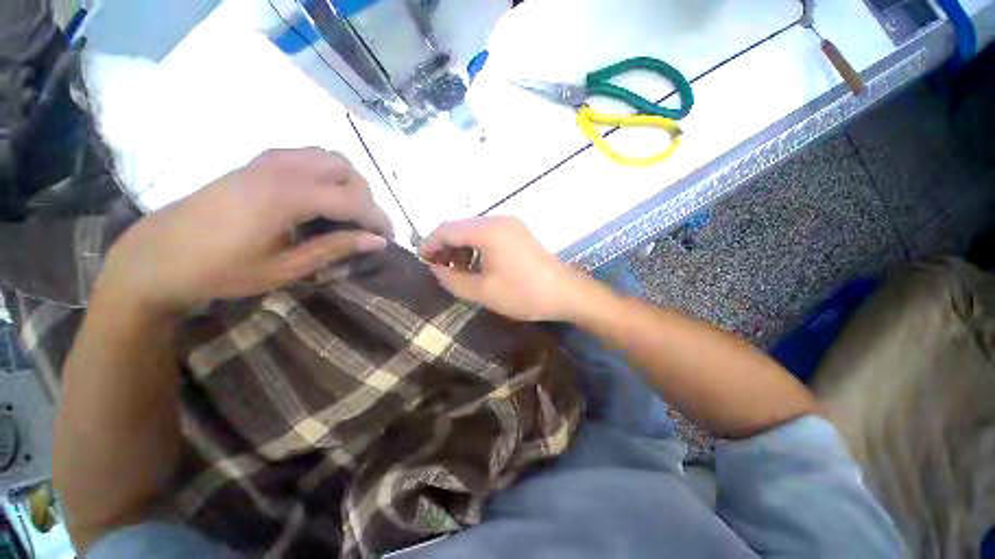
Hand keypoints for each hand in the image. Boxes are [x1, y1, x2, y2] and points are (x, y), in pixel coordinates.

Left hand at [101, 148, 392, 314]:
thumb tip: (378, 242)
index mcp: (289, 196)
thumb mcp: (285, 268)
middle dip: (365, 197)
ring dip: (346, 182)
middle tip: (364, 226)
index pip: (354, 200)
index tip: (389, 239)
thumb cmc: (220, 271)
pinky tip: (318, 200)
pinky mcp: (255, 163)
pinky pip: (305, 157)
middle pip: (345, 168)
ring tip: (345, 212)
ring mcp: (266, 161)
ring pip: (326, 157)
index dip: (378, 219)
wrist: (155, 259)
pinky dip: (324, 174)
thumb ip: (335, 249)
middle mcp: (282, 168)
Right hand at [419, 217, 584, 321]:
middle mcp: (498, 220)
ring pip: (474, 231)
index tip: (422, 262)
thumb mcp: (484, 292)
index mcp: (489, 231)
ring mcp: (510, 225)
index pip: (447, 229)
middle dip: (445, 247)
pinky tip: (476, 266)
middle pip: (460, 227)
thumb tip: (435, 270)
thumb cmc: (524, 294)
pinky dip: (476, 248)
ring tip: (457, 271)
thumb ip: (453, 280)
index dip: (430, 244)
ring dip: (461, 248)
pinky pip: (488, 235)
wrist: (565, 293)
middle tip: (438, 270)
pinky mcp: (518, 233)